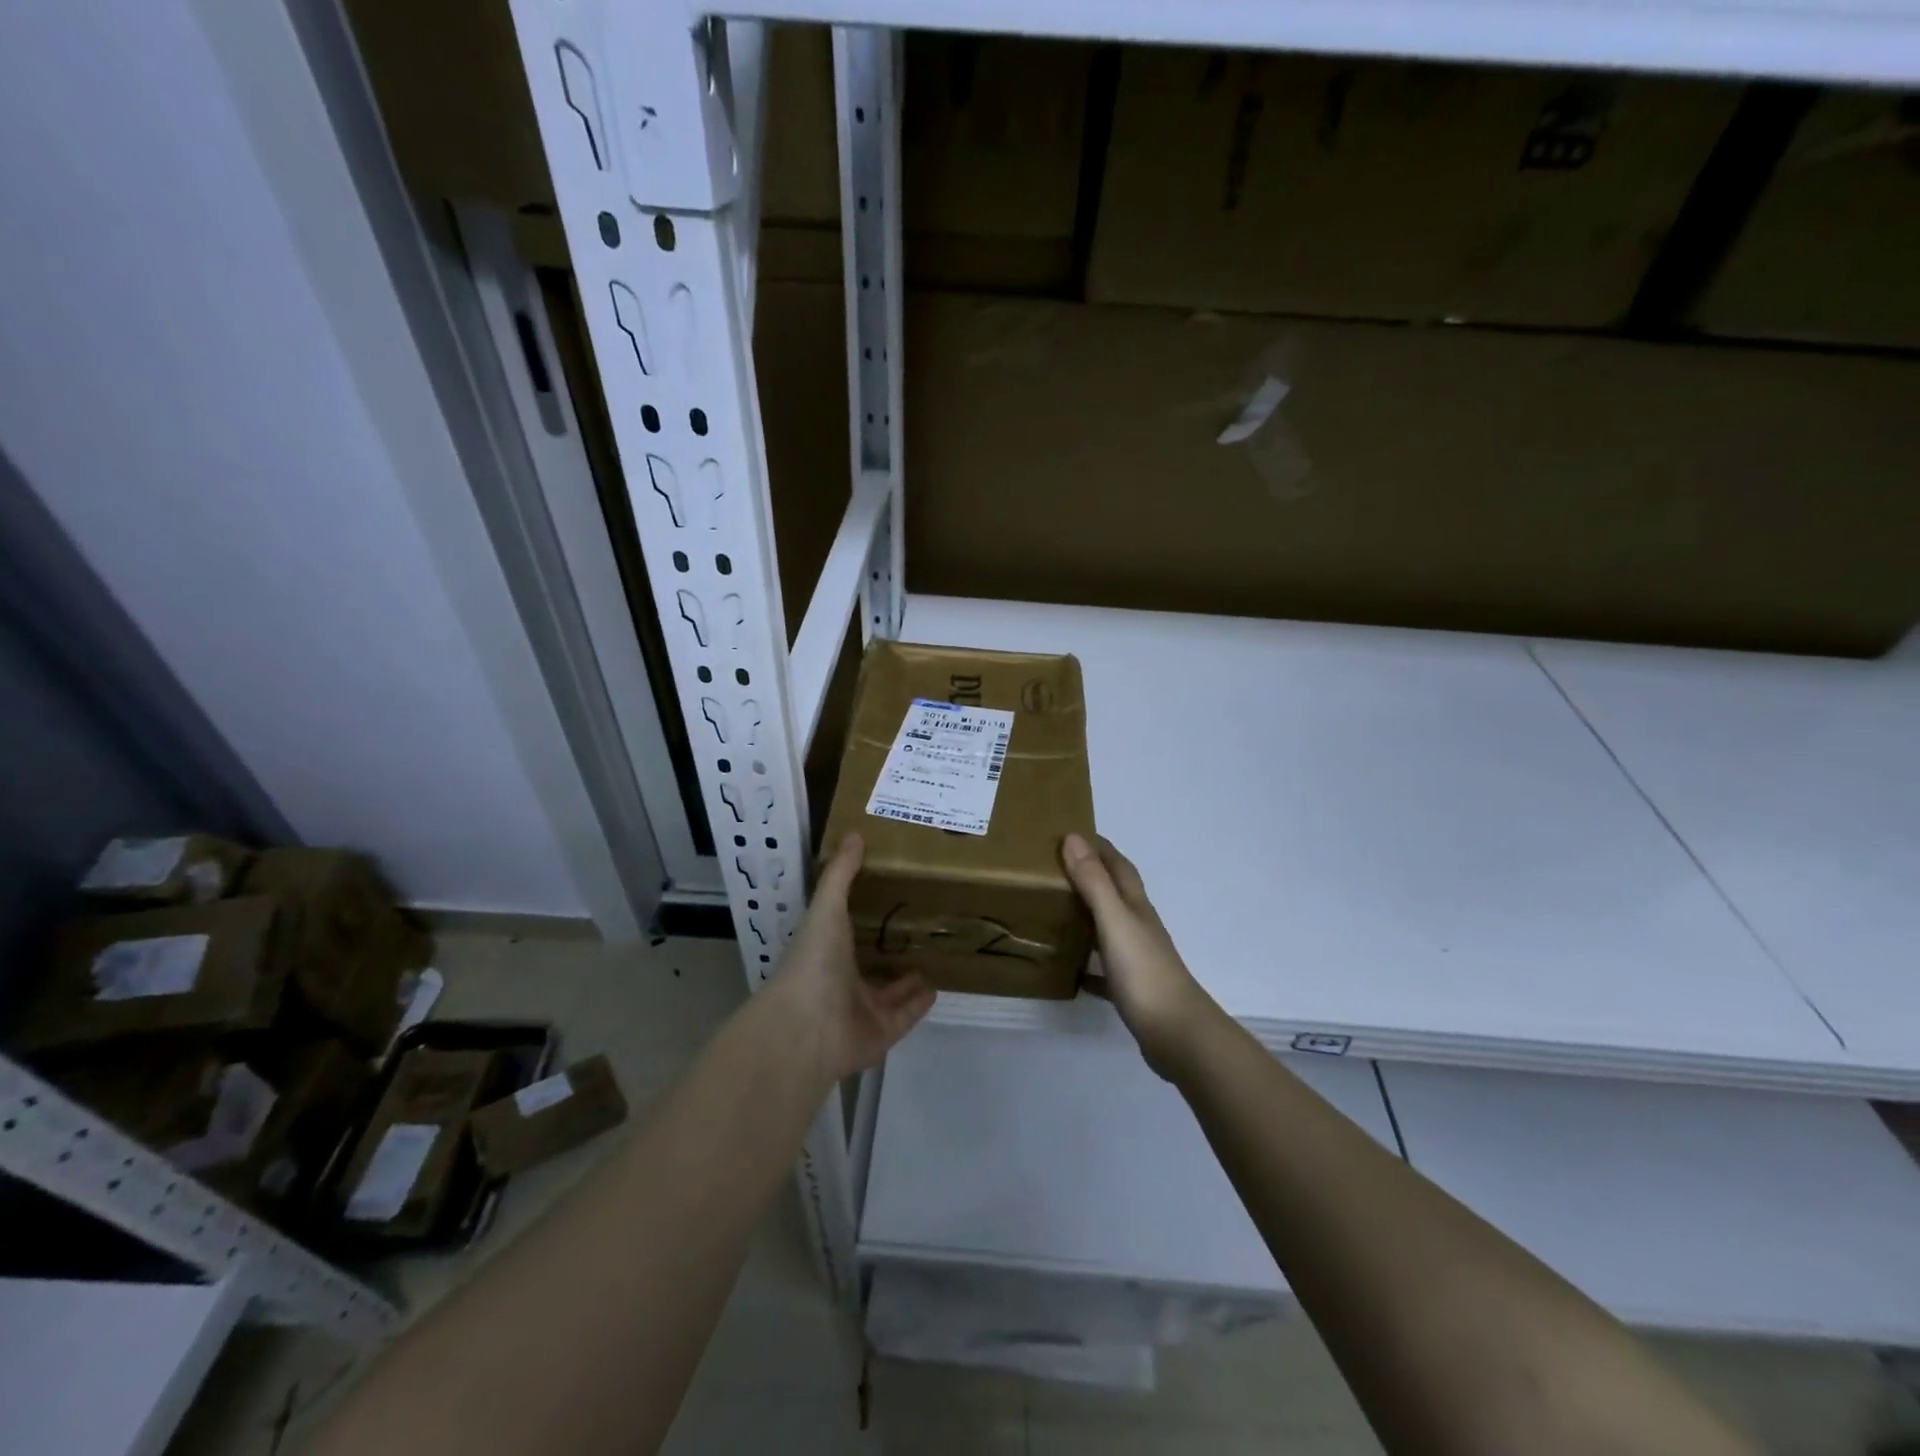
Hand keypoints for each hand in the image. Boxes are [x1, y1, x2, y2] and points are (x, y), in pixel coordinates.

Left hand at [771, 833, 935, 1084]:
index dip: (862, 917)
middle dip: (889, 950)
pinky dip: (920, 1003)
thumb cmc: (813, 960)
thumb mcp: (827, 908)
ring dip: (907, 978)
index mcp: (826, 951)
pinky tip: (936, 986)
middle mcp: (843, 982)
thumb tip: (854, 833)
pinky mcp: (883, 1033)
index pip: (846, 933)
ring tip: (932, 956)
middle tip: (917, 928)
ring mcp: (862, 1011)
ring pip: (889, 993)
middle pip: (870, 964)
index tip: (887, 896)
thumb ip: (841, 873)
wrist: (807, 1026)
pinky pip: (906, 1015)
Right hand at [1062, 834, 1218, 1078]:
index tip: (1070, 833)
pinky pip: (1103, 968)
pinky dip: (1087, 963)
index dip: (1098, 847)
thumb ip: (1094, 882)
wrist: (1177, 1034)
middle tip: (1053, 870)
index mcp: (1136, 907)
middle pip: (1114, 893)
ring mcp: (1137, 958)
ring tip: (1054, 912)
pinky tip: (1069, 970)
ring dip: (1087, 916)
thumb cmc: (1144, 972)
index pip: (1118, 865)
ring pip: (1109, 928)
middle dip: (1089, 876)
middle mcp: (1138, 926)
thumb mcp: (1114, 921)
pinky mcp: (1131, 988)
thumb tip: (1073, 837)